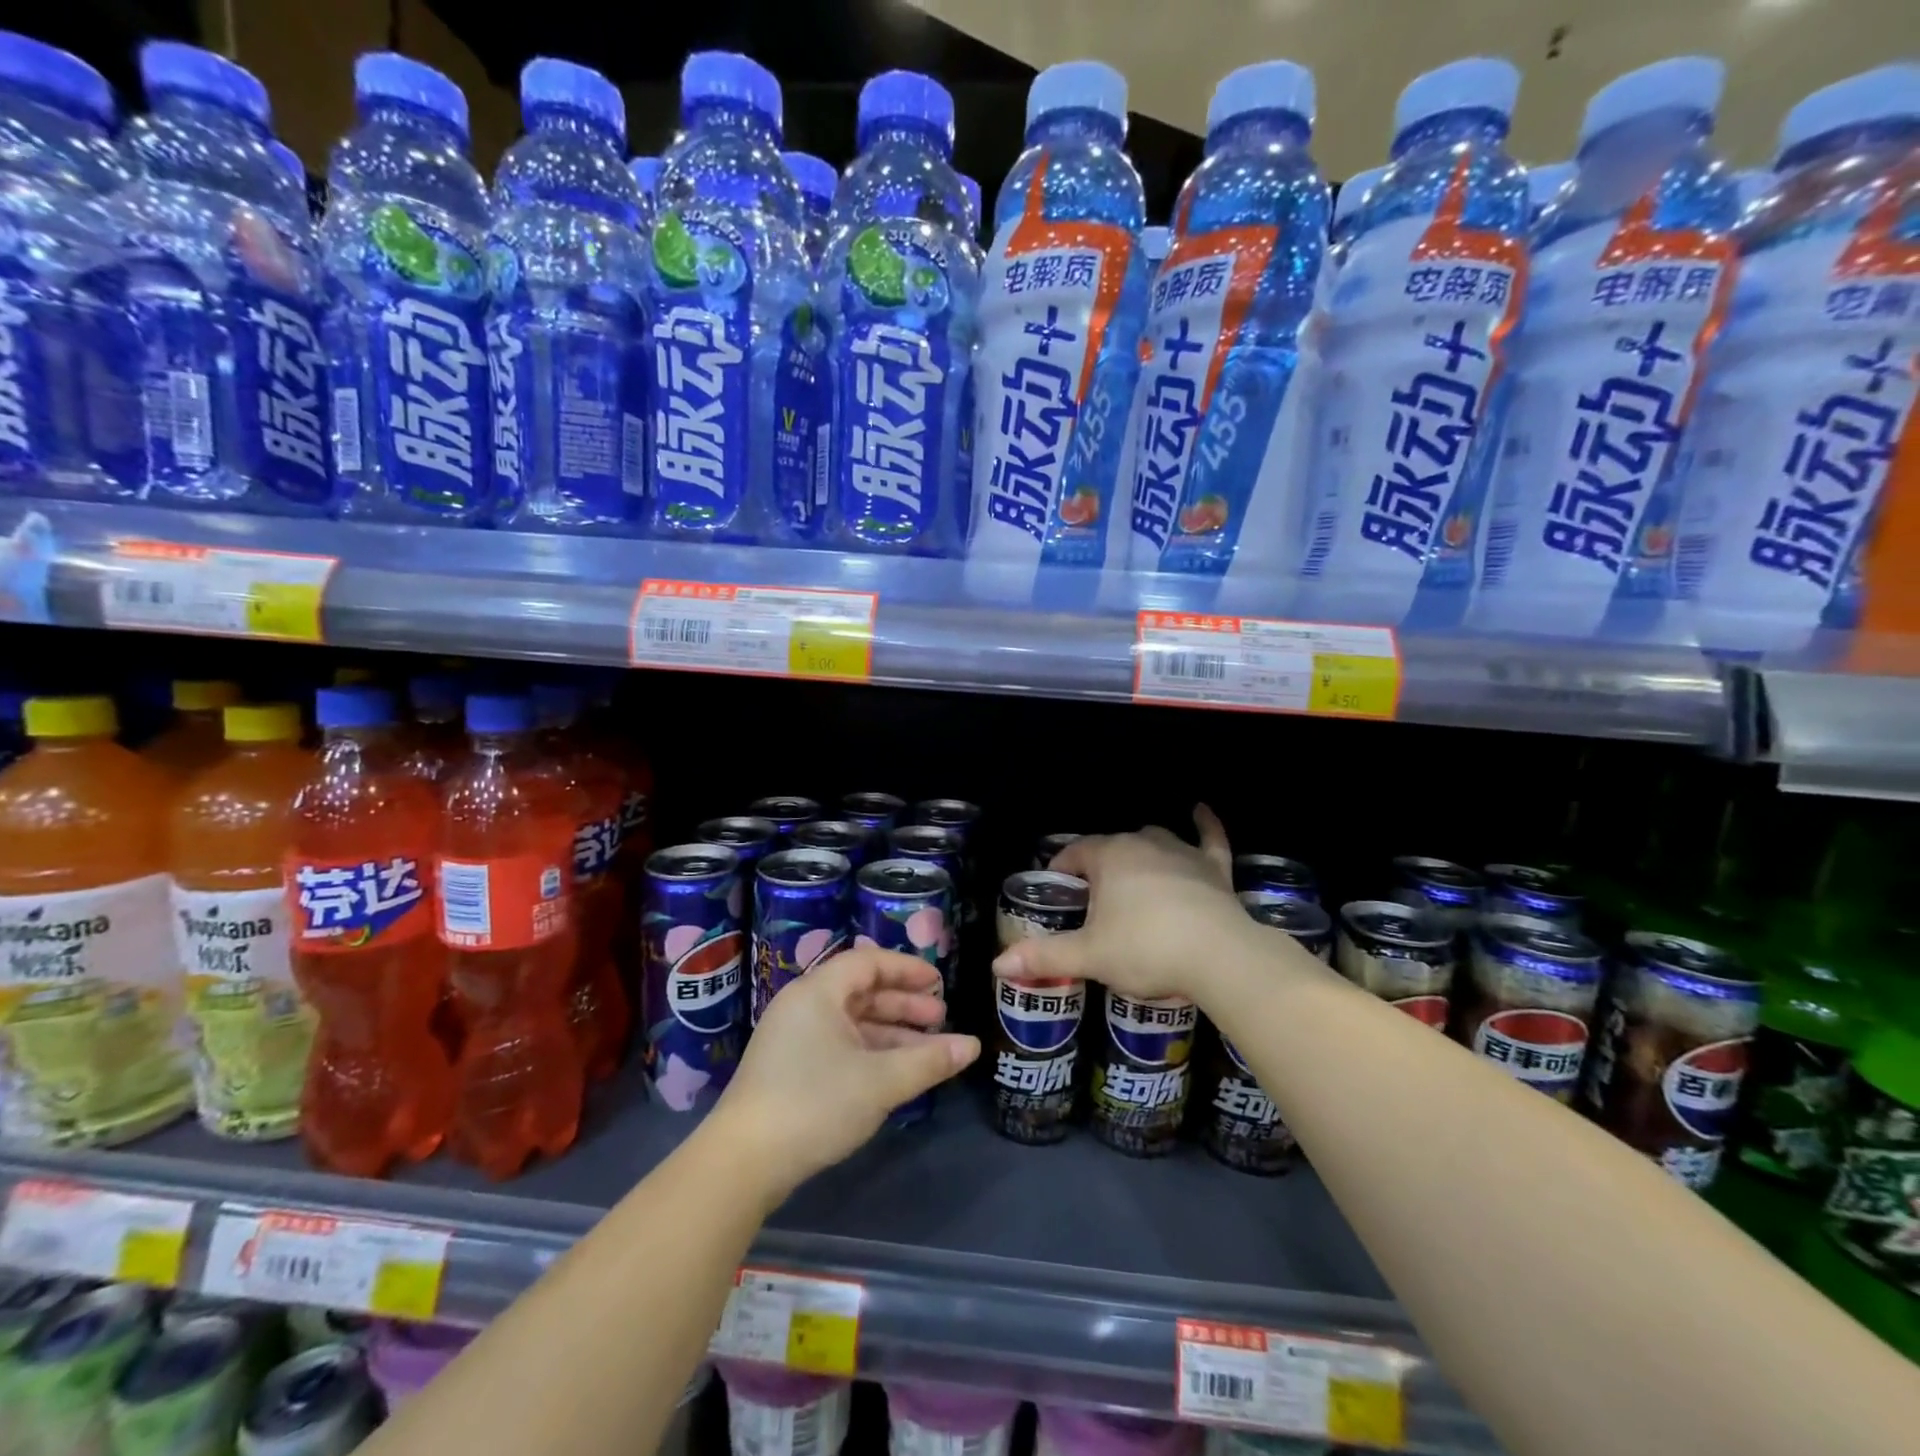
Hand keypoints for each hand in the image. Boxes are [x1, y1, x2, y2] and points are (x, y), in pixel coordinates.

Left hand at [710, 946, 979, 1200]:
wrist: (743, 1163)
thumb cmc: (815, 1104)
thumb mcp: (880, 1081)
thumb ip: (929, 1060)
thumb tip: (972, 1046)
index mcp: (818, 992)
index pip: (868, 962)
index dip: (907, 969)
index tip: (939, 983)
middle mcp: (803, 1006)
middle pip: (861, 991)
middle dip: (904, 1004)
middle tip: (940, 1019)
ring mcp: (793, 1038)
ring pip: (852, 1022)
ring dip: (891, 1033)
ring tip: (929, 1051)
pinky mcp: (788, 1068)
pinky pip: (839, 1044)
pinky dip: (870, 1052)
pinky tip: (895, 1073)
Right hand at [991, 805, 1258, 1002]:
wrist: (1219, 956)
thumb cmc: (1146, 950)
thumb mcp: (1089, 956)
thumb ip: (1043, 956)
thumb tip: (997, 965)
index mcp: (1109, 857)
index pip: (1075, 852)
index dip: (1062, 868)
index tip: (1058, 891)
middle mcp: (1143, 843)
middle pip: (1112, 846)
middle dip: (1099, 866)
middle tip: (1093, 901)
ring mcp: (1182, 852)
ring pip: (1153, 839)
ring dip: (1139, 851)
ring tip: (1131, 874)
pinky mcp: (1214, 867)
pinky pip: (1209, 837)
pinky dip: (1205, 824)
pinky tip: (1200, 810)